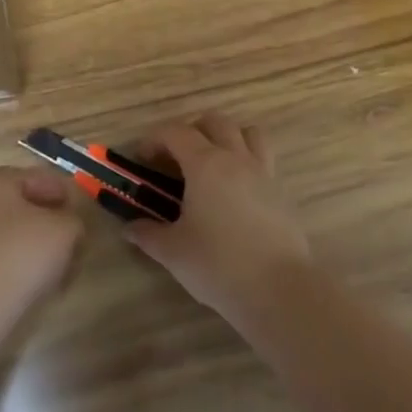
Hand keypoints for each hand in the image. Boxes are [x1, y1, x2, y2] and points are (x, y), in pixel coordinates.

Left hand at [0, 167, 85, 312]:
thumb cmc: (21, 255)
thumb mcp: (64, 231)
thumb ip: (74, 221)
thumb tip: (69, 228)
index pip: (42, 178)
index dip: (67, 197)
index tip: (82, 221)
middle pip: (27, 207)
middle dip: (54, 226)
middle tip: (74, 247)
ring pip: (16, 234)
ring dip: (40, 249)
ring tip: (60, 272)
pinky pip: (3, 257)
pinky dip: (22, 267)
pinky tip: (38, 286)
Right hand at [123, 112, 310, 321]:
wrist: (279, 290)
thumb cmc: (218, 264)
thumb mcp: (173, 251)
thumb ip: (148, 234)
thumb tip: (130, 227)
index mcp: (205, 164)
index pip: (176, 132)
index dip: (155, 139)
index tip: (142, 159)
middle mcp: (236, 158)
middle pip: (216, 121)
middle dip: (192, 130)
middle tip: (177, 158)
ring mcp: (263, 173)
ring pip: (248, 133)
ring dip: (227, 138)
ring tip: (212, 164)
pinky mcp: (281, 193)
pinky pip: (263, 160)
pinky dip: (247, 163)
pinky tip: (235, 193)